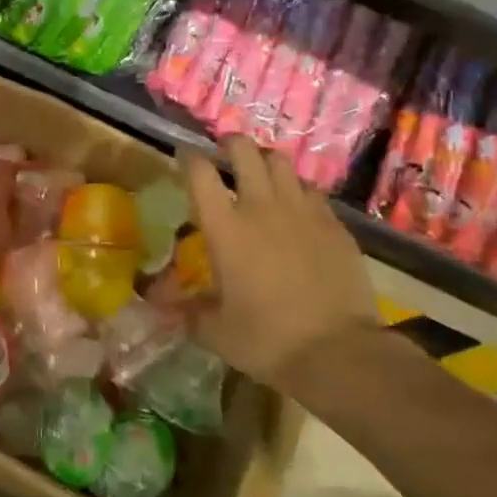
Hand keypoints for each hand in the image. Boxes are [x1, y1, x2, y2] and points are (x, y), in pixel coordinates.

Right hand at [183, 136, 378, 389]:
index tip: (183, 156)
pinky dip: (297, 190)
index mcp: (225, 228)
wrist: (339, 352)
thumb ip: (185, 312)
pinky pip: (312, 191)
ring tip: (260, 174)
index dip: (188, 158)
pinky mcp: (335, 224)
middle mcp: (262, 207)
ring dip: (265, 162)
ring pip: (281, 163)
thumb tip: (156, 308)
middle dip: (230, 144)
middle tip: (224, 153)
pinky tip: (296, 208)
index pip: (199, 173)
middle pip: (245, 151)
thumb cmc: (267, 340)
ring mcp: (303, 212)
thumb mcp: (215, 331)